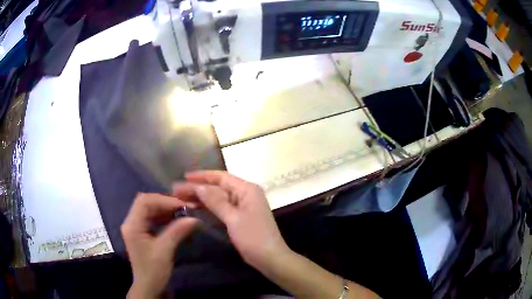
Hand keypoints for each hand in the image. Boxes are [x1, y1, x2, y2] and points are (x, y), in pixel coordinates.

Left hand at [121, 193, 198, 297]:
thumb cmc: (153, 270)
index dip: (163, 200)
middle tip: (183, 208)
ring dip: (164, 209)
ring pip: (149, 209)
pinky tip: (174, 220)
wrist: (148, 286)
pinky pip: (151, 218)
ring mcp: (135, 227)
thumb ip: (177, 232)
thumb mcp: (165, 251)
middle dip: (164, 203)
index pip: (144, 201)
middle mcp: (131, 222)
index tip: (182, 206)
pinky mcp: (141, 232)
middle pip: (146, 203)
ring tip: (181, 213)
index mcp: (132, 225)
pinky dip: (163, 217)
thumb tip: (194, 218)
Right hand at [173, 171, 289, 269]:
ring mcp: (243, 205)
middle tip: (177, 190)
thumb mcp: (233, 218)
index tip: (184, 177)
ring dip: (202, 197)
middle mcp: (246, 193)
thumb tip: (198, 186)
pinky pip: (222, 207)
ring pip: (219, 197)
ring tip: (182, 198)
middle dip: (198, 188)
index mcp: (247, 189)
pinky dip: (209, 206)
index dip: (202, 176)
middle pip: (218, 187)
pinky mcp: (240, 216)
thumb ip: (215, 201)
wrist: (269, 258)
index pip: (221, 177)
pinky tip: (196, 207)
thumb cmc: (253, 237)